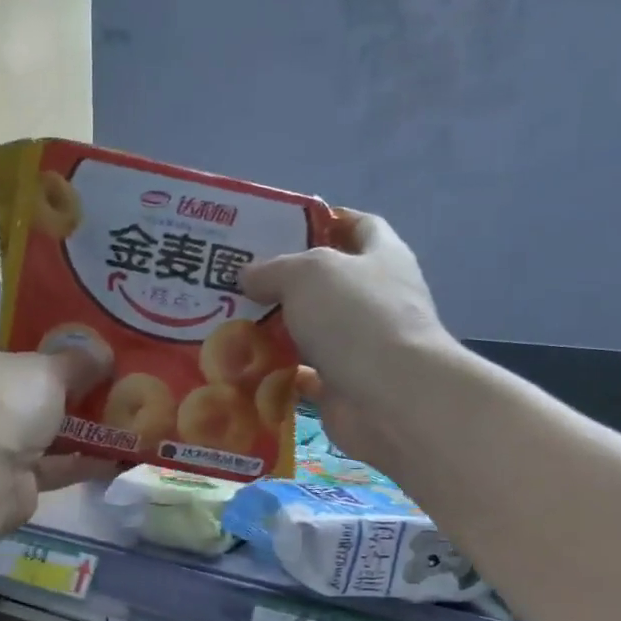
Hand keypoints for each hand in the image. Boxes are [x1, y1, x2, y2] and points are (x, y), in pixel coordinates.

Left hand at [0, 331, 117, 526]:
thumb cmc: (4, 402)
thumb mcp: (50, 369)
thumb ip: (79, 361)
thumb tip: (103, 354)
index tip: (21, 336)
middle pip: (11, 387)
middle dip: (48, 384)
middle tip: (93, 375)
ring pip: (36, 429)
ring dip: (73, 427)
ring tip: (118, 416)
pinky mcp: (11, 477)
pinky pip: (53, 465)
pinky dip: (81, 462)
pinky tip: (118, 457)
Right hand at [241, 211, 454, 475]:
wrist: (392, 399)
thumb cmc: (356, 318)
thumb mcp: (307, 273)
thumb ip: (274, 268)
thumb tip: (249, 276)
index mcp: (382, 257)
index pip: (358, 226)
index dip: (323, 221)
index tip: (279, 227)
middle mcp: (376, 299)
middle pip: (327, 282)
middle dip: (285, 280)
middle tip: (237, 278)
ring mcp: (362, 346)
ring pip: (311, 330)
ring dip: (276, 328)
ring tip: (228, 320)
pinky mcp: (344, 386)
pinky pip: (303, 375)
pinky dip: (276, 372)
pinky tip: (241, 365)